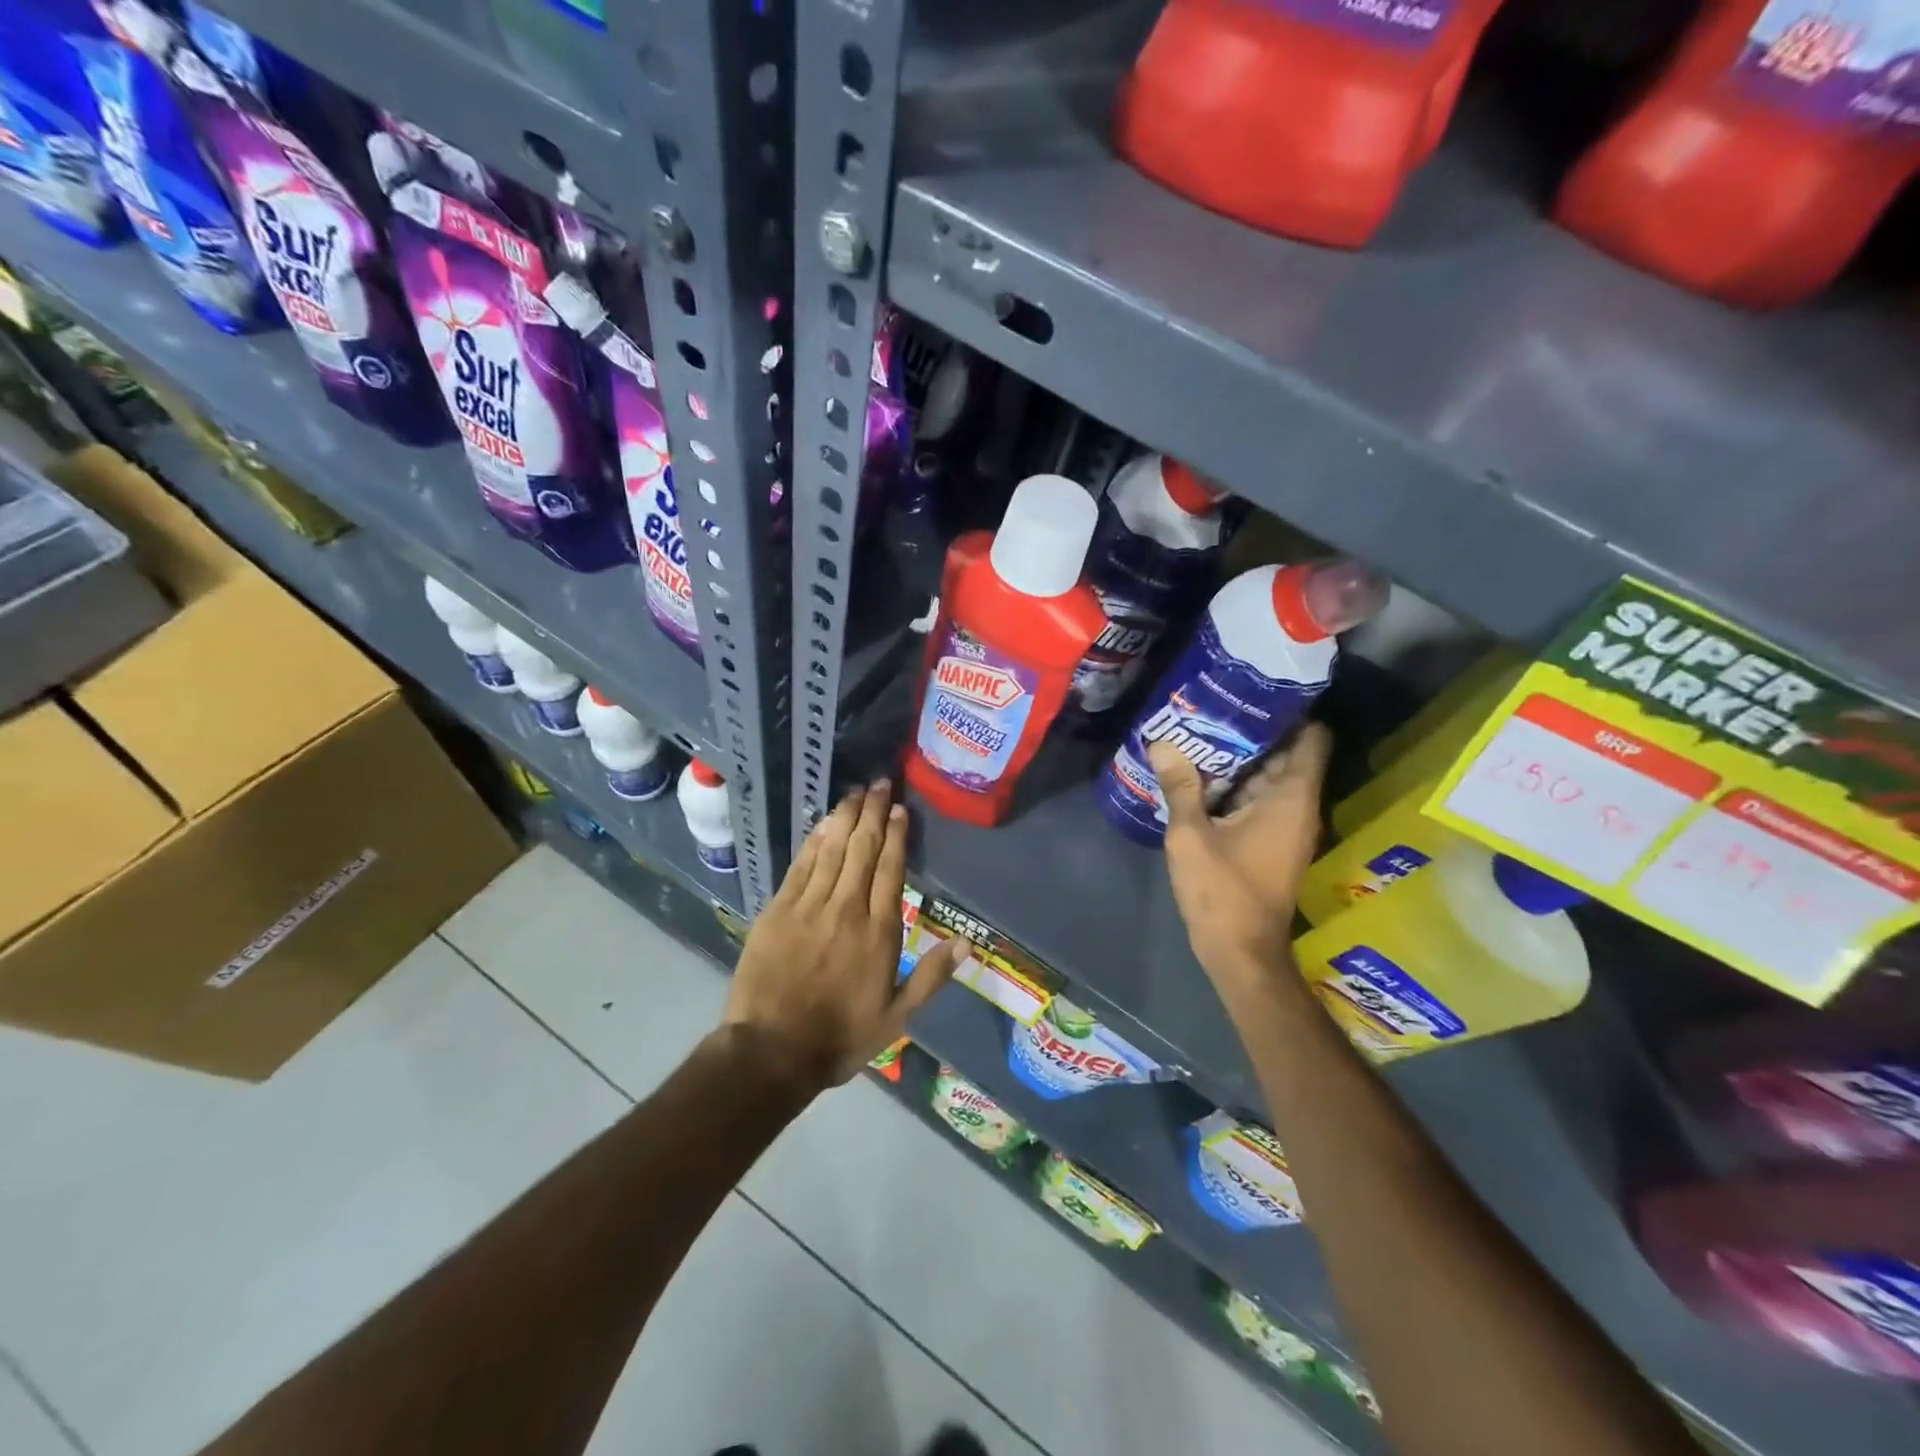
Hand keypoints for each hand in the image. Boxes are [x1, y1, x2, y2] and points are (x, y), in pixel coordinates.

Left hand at [723, 780, 968, 1089]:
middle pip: (863, 849)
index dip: (896, 835)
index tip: (899, 808)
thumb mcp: (897, 1017)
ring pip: (832, 850)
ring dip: (845, 817)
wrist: (772, 1051)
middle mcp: (847, 909)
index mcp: (879, 932)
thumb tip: (968, 943)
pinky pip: (801, 865)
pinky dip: (814, 840)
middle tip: (879, 783)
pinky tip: (823, 822)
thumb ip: (932, 976)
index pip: (891, 869)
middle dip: (872, 813)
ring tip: (856, 791)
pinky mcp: (779, 909)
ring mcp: (810, 906)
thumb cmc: (840, 1037)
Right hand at [1149, 724, 1331, 978]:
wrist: (1240, 952)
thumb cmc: (1222, 891)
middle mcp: (1298, 807)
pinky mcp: (1271, 843)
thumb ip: (1180, 786)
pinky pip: (1259, 800)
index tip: (1254, 693)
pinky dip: (1236, 786)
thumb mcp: (1191, 835)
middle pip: (1286, 754)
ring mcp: (1286, 827)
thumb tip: (1163, 742)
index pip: (1311, 738)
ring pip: (1269, 778)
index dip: (1289, 712)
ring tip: (1199, 733)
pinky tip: (1199, 775)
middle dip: (1252, 731)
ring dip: (1240, 759)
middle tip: (1212, 707)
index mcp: (1291, 799)